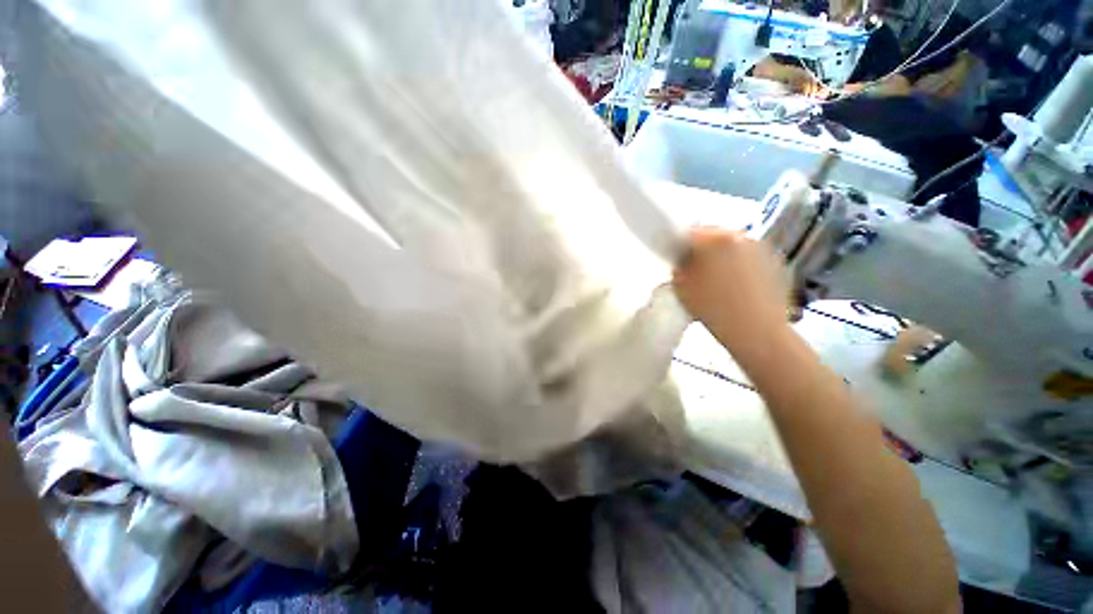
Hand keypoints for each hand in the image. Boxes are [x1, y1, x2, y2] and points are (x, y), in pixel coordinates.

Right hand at [672, 228, 790, 356]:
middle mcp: (739, 235)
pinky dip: (738, 266)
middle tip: (693, 271)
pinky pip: (747, 257)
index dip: (678, 245)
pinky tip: (735, 286)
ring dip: (720, 257)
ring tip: (716, 281)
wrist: (756, 330)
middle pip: (712, 236)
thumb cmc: (712, 307)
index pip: (688, 232)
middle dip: (701, 250)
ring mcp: (760, 247)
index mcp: (714, 238)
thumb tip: (684, 259)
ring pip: (731, 246)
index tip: (675, 259)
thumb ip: (679, 266)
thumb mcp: (681, 286)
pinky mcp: (774, 261)